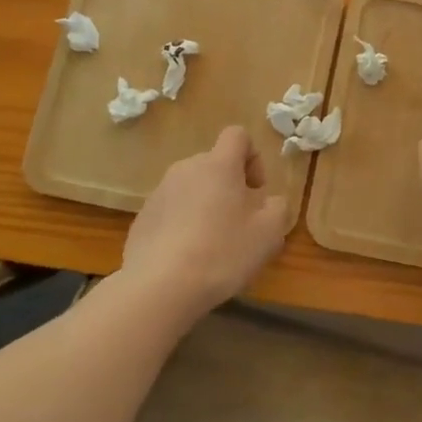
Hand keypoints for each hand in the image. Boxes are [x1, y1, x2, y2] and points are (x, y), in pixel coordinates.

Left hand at [120, 126, 288, 322]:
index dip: (253, 157)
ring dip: (206, 205)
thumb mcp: (269, 233)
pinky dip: (183, 224)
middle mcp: (186, 169)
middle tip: (240, 223)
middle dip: (230, 186)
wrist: (159, 286)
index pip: (237, 135)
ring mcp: (160, 192)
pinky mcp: (143, 217)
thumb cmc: (222, 252)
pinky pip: (172, 210)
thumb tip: (271, 202)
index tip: (256, 191)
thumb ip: (278, 208)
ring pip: (192, 188)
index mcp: (218, 165)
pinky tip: (188, 257)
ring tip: (212, 244)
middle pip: (214, 164)